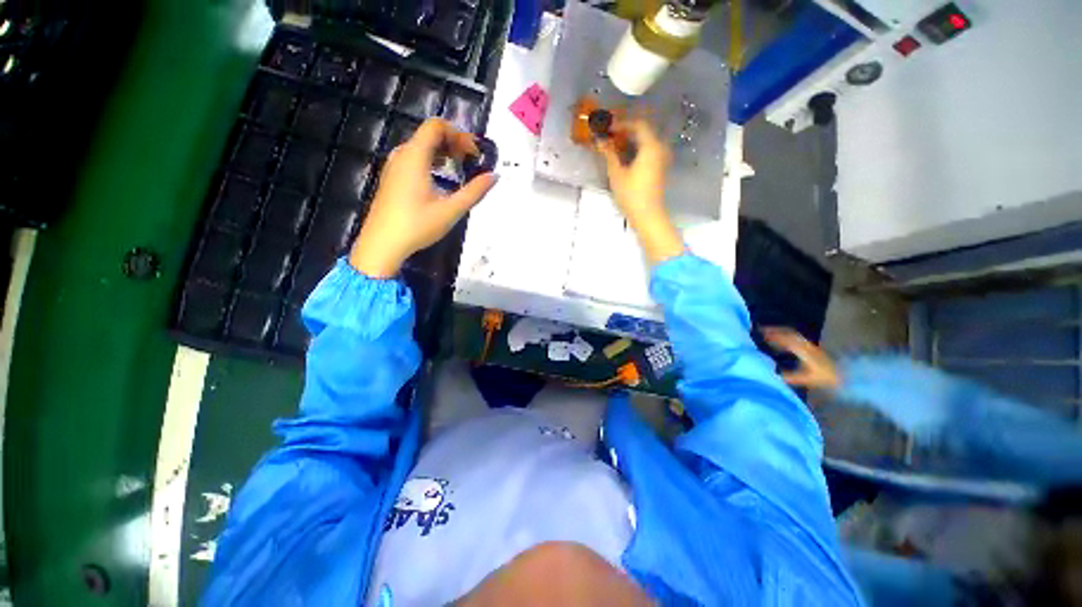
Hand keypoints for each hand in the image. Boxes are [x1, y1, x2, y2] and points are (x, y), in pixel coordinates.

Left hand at [350, 118, 496, 277]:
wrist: (382, 244)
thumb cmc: (417, 225)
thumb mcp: (451, 210)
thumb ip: (475, 191)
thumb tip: (494, 176)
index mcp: (415, 156)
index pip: (436, 126)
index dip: (459, 134)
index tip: (474, 153)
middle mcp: (402, 155)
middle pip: (429, 135)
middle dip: (454, 143)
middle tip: (471, 162)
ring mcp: (394, 166)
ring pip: (421, 147)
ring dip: (443, 153)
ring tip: (459, 170)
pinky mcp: (392, 178)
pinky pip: (413, 158)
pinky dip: (431, 161)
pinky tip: (441, 181)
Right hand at [595, 120, 682, 264]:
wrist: (647, 215)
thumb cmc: (631, 194)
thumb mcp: (617, 174)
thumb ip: (609, 154)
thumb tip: (599, 141)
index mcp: (651, 146)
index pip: (638, 124)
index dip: (622, 123)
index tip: (607, 127)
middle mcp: (660, 148)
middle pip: (644, 131)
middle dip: (626, 130)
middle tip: (609, 134)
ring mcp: (661, 159)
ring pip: (646, 142)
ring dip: (630, 140)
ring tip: (614, 144)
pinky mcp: (659, 169)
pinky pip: (648, 151)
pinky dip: (636, 149)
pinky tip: (624, 156)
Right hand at [762, 327, 840, 389]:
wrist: (846, 375)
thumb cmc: (825, 377)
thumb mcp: (807, 379)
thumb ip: (790, 376)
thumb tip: (773, 375)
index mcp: (803, 350)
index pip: (785, 339)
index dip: (772, 335)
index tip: (760, 333)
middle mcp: (805, 344)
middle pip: (788, 333)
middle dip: (774, 330)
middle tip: (760, 330)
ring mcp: (809, 345)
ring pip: (792, 335)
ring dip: (780, 333)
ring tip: (768, 334)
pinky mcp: (811, 348)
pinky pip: (796, 339)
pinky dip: (786, 337)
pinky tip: (781, 343)